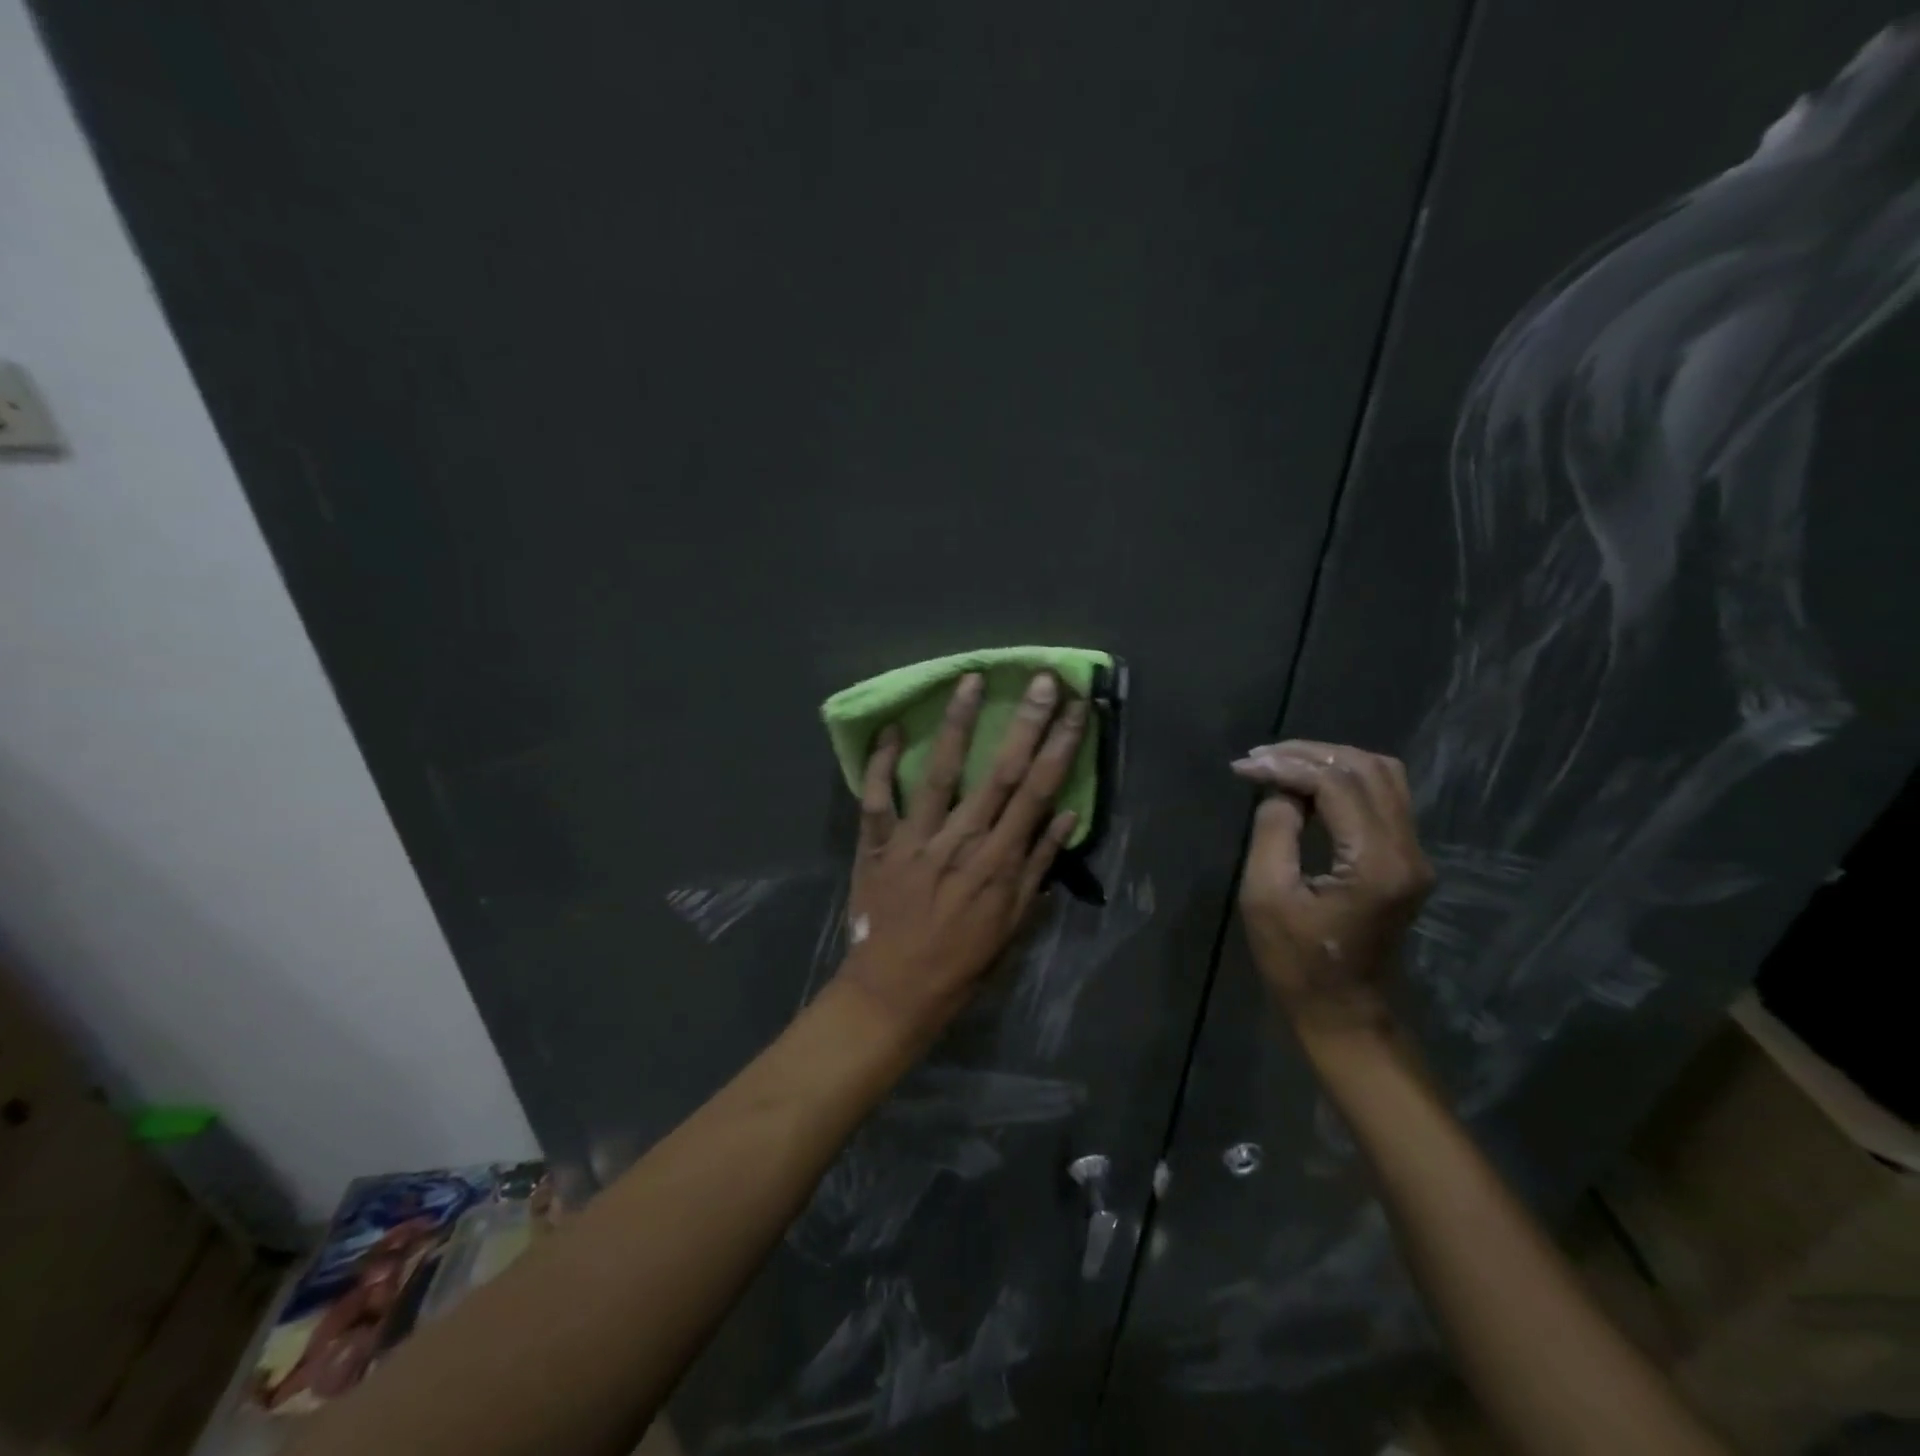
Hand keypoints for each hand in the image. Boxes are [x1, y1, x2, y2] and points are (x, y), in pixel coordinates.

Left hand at [837, 671, 1086, 1043]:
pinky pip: (876, 798)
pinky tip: (890, 728)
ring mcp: (915, 840)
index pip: (1037, 793)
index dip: (1060, 748)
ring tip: (971, 681)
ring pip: (939, 773)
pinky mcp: (876, 845)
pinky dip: (880, 764)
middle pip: (998, 773)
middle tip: (1043, 679)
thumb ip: (1037, 867)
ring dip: (957, 725)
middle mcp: (960, 842)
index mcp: (998, 862)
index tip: (1077, 710)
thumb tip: (1065, 815)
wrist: (893, 993)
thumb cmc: (961, 964)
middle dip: (1025, 723)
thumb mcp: (1013, 925)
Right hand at [1231, 740, 1433, 1041]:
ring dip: (1330, 761)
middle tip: (1259, 758)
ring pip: (1382, 776)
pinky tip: (1307, 785)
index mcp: (1375, 862)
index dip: (1288, 765)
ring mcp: (1414, 854)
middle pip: (1366, 769)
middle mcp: (1407, 850)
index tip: (1244, 767)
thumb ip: (1273, 831)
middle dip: (1309, 754)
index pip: (1337, 784)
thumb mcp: (1266, 896)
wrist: (1344, 1010)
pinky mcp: (1407, 859)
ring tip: (1281, 764)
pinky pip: (1384, 796)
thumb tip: (1279, 790)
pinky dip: (1344, 779)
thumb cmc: (1296, 961)